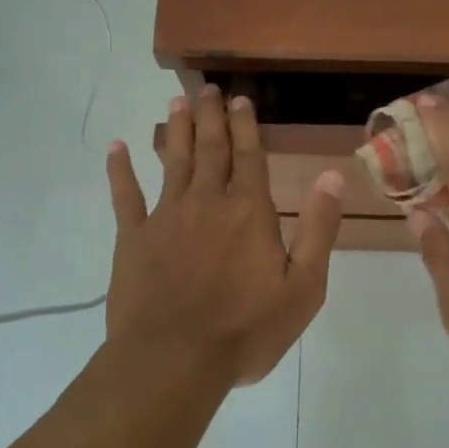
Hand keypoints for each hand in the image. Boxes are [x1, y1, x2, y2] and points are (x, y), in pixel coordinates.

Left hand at [106, 85, 342, 386]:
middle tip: (207, 88)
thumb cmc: (246, 329)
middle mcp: (207, 202)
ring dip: (177, 130)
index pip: (250, 157)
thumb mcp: (303, 286)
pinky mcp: (133, 238)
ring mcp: (166, 217)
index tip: (240, 99)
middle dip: (211, 117)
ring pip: (173, 162)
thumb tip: (332, 176)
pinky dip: (120, 170)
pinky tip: (116, 147)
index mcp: (249, 212)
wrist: (174, 359)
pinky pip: (125, 196)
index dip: (246, 126)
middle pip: (211, 150)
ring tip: (177, 101)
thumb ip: (318, 228)